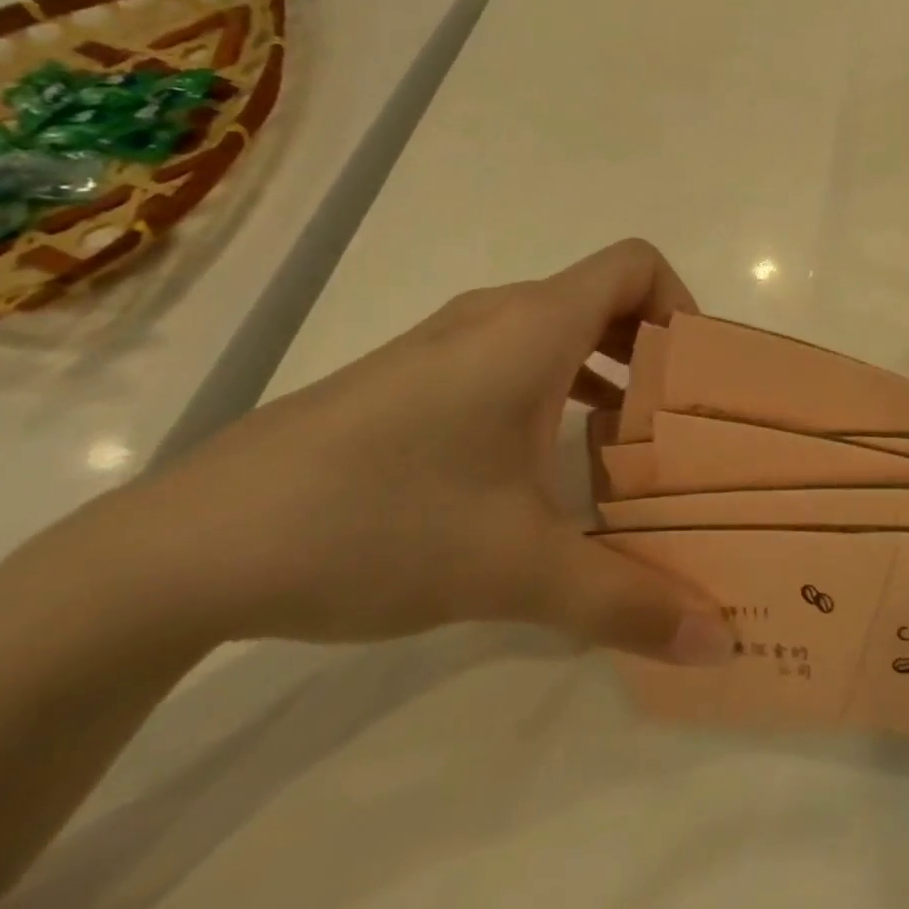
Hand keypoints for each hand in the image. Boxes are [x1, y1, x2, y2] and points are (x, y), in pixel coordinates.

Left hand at [117, 239, 734, 662]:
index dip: (680, 306)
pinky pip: (514, 356)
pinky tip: (550, 461)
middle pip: (605, 297)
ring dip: (607, 373)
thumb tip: (716, 644)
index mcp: (532, 328)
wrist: (191, 545)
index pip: (636, 265)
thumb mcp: (516, 569)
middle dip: (656, 353)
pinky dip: (557, 387)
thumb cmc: (378, 523)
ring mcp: (448, 343)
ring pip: (559, 329)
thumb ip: (627, 603)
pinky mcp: (413, 376)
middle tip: (680, 425)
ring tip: (628, 446)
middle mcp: (496, 317)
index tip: (695, 380)